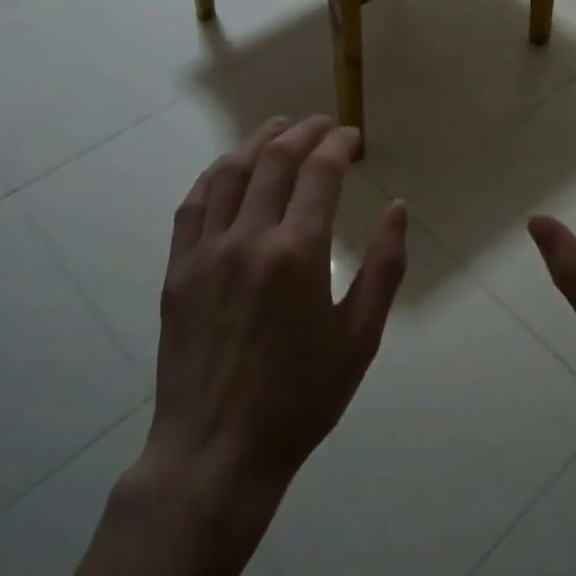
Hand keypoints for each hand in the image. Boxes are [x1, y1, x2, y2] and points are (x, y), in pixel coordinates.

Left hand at [148, 117, 407, 503]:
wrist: (216, 451)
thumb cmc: (300, 399)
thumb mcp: (360, 338)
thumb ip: (383, 267)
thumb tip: (398, 210)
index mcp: (297, 254)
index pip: (319, 173)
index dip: (339, 145)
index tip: (353, 137)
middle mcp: (248, 239)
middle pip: (275, 161)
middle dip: (304, 132)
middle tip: (324, 124)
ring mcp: (205, 252)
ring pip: (229, 173)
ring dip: (257, 143)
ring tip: (279, 128)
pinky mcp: (177, 270)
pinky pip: (192, 205)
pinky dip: (214, 175)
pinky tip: (228, 169)